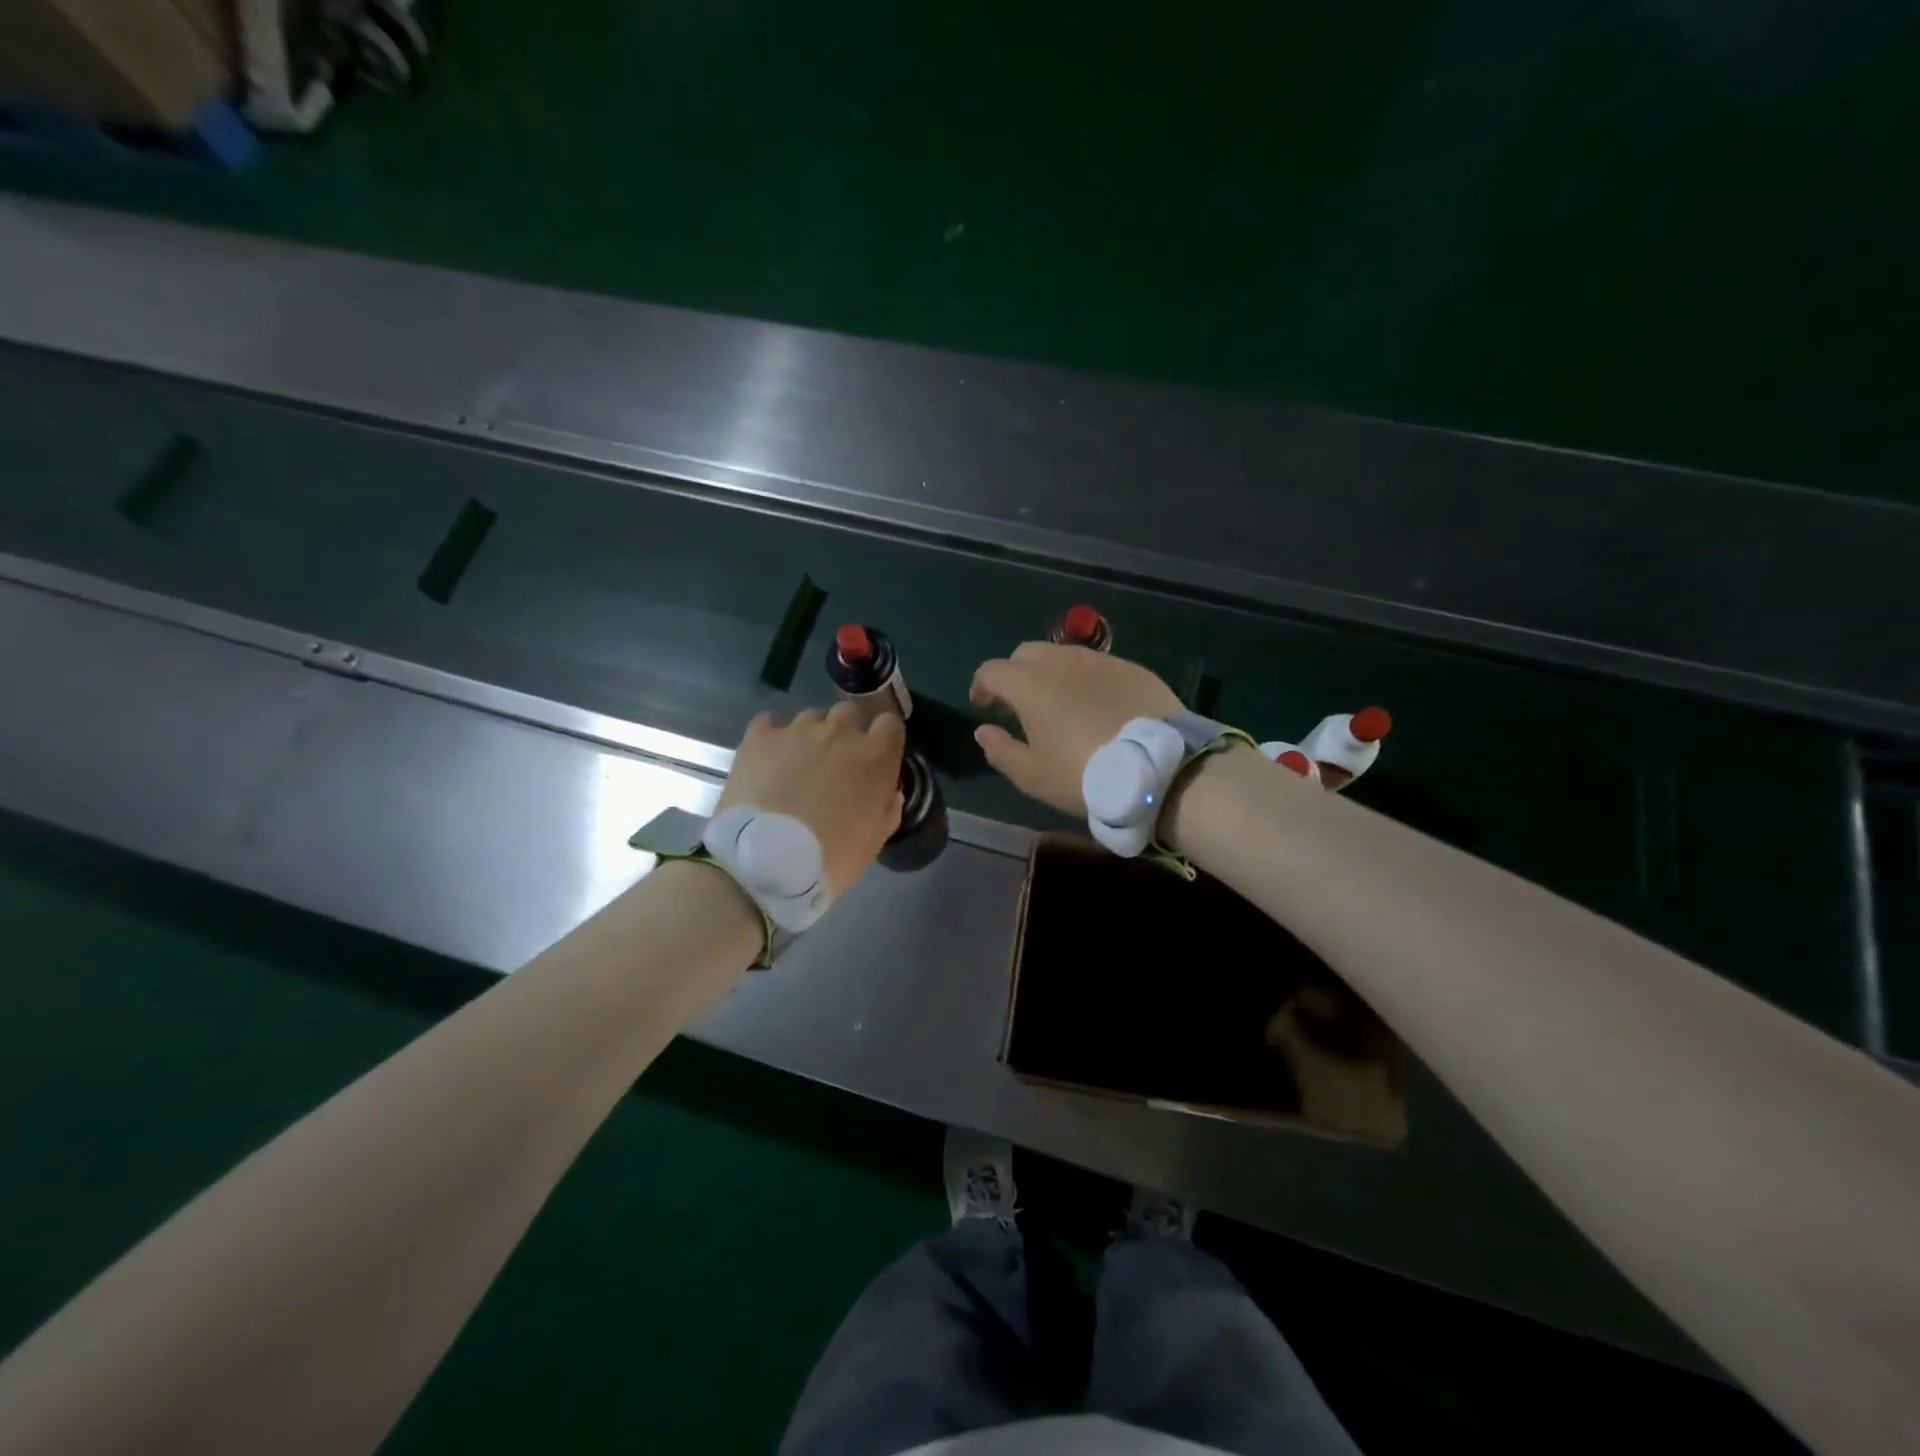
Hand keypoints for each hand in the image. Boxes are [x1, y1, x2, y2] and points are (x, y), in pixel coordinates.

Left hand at [719, 705, 906, 894]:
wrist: (764, 865)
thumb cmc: (831, 858)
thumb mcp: (874, 841)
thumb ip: (888, 808)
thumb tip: (888, 792)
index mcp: (876, 756)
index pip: (890, 724)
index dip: (883, 740)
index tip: (876, 758)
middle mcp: (840, 731)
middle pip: (849, 715)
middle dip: (845, 735)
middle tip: (834, 765)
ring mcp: (797, 730)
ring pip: (811, 718)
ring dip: (810, 737)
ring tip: (796, 767)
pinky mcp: (760, 736)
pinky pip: (771, 723)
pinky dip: (774, 738)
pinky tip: (769, 761)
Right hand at [970, 643, 1183, 814]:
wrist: (1157, 768)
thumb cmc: (1083, 774)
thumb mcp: (1033, 775)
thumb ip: (1000, 750)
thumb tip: (983, 731)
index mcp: (1029, 684)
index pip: (991, 671)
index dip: (981, 687)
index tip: (984, 708)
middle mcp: (1061, 661)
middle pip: (1025, 654)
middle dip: (1015, 674)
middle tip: (1019, 705)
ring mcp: (1099, 661)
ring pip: (1063, 655)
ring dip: (1050, 673)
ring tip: (1059, 704)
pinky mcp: (1131, 668)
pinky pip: (1097, 666)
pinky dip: (1085, 679)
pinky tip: (1096, 706)